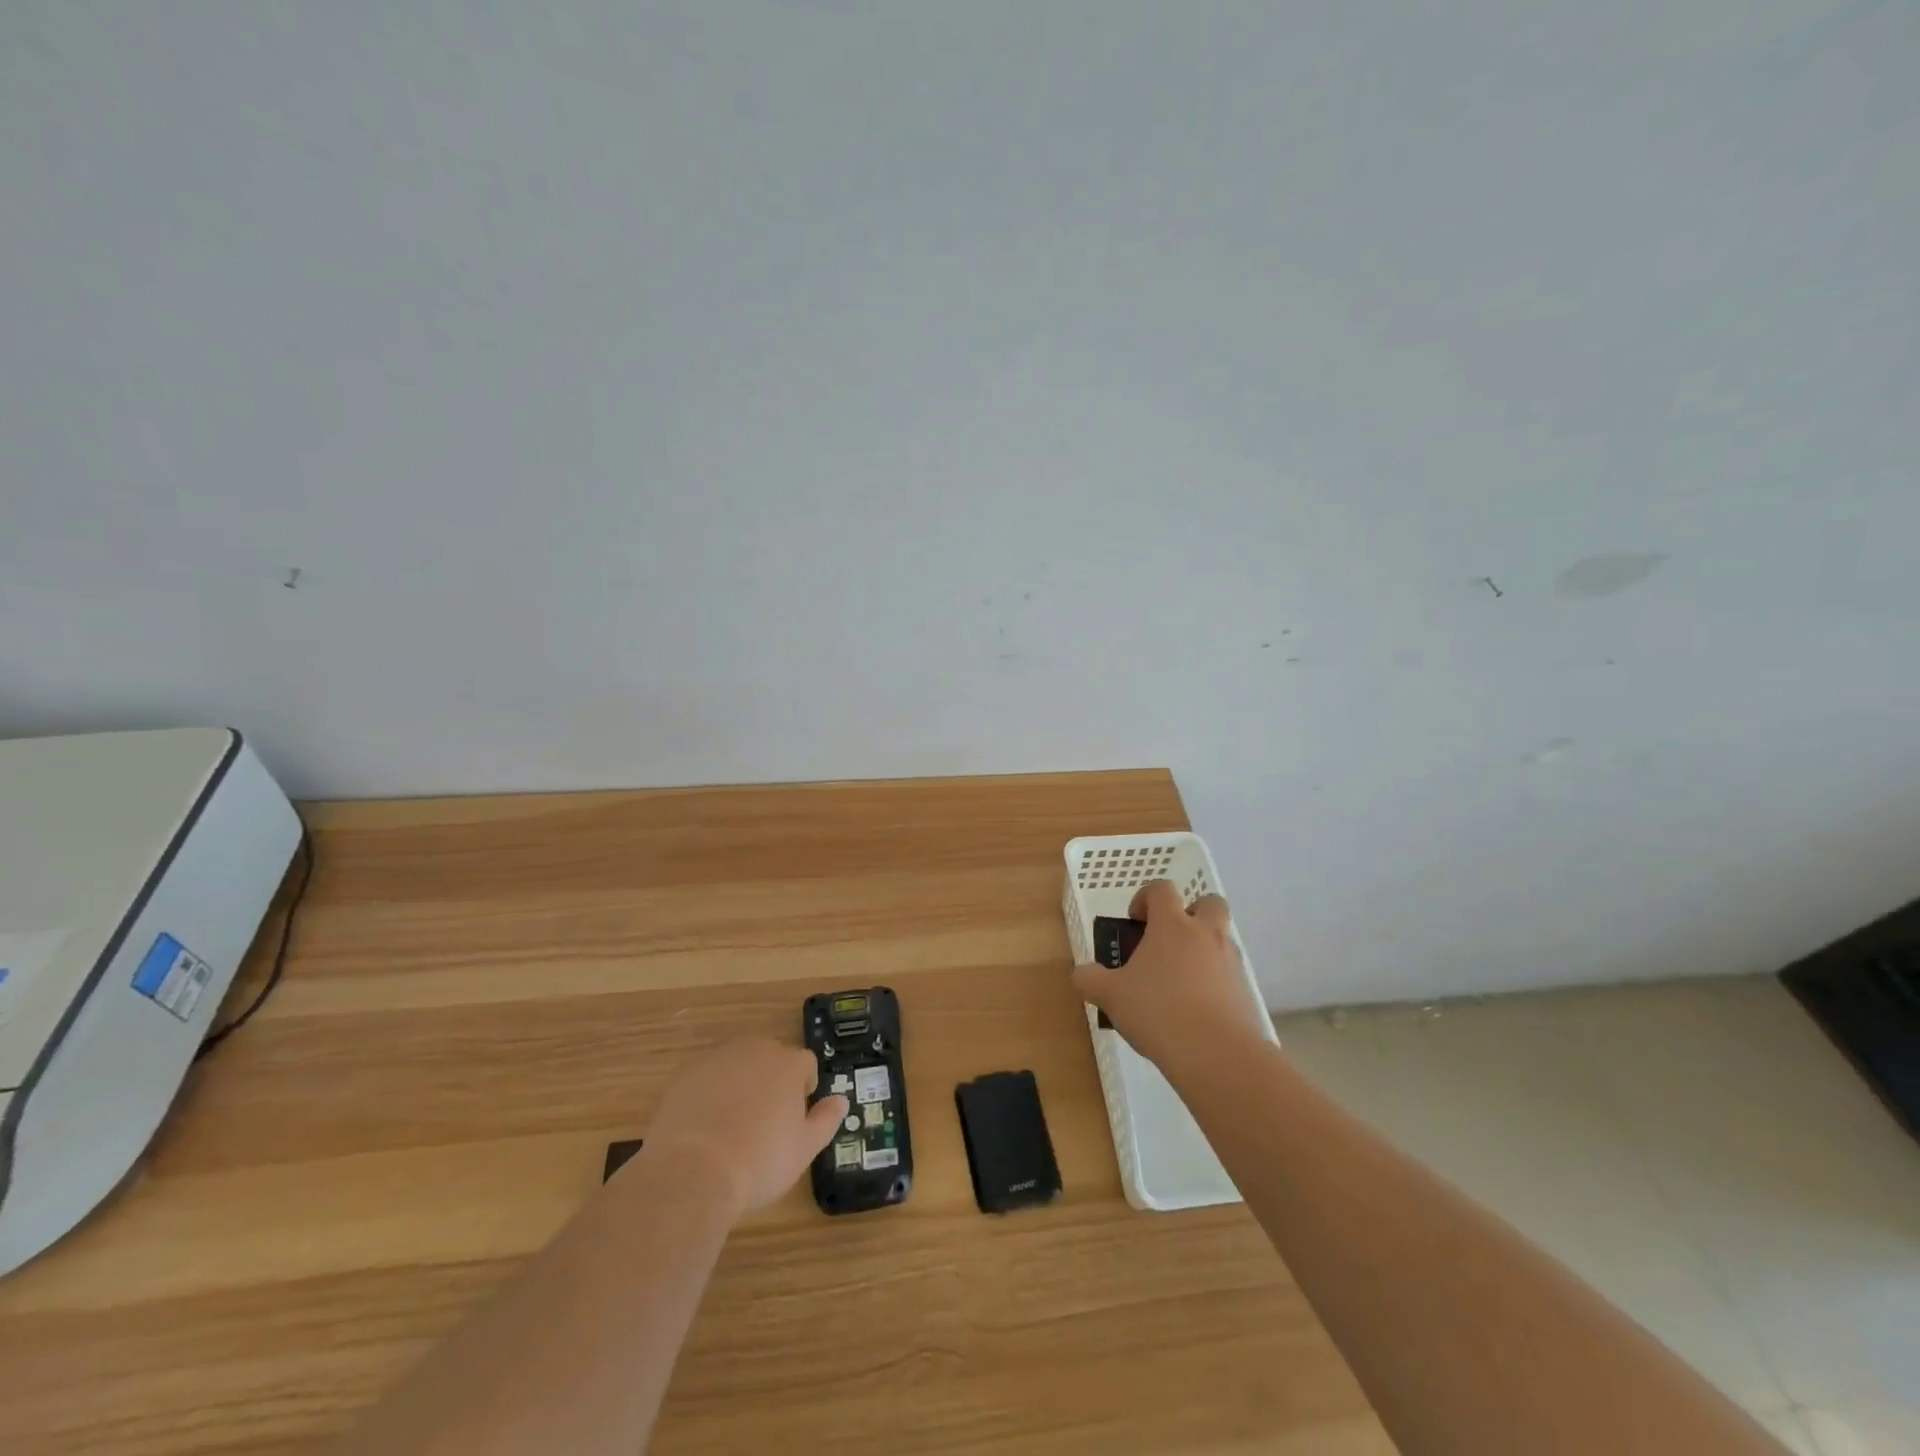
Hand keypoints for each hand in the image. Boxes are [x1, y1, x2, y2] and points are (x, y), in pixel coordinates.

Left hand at [638, 1038, 847, 1220]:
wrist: (692, 1172)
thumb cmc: (759, 1161)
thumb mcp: (805, 1149)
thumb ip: (826, 1120)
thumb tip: (841, 1100)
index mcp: (789, 1064)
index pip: (806, 1064)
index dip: (804, 1088)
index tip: (795, 1116)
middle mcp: (757, 1049)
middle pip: (771, 1057)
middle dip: (772, 1081)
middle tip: (764, 1120)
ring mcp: (719, 1057)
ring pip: (738, 1063)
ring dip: (741, 1082)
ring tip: (732, 1122)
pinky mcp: (687, 1072)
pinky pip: (708, 1075)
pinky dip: (710, 1091)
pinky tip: (704, 1123)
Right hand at [1072, 880, 1270, 1073]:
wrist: (1217, 1053)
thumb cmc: (1158, 1011)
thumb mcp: (1111, 996)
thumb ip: (1090, 980)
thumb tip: (1083, 973)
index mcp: (1172, 925)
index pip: (1162, 889)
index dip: (1146, 898)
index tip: (1135, 921)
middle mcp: (1206, 934)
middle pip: (1208, 902)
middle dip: (1191, 913)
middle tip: (1169, 939)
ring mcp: (1230, 962)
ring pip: (1221, 939)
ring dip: (1202, 949)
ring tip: (1177, 982)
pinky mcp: (1245, 991)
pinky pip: (1228, 974)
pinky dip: (1213, 981)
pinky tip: (1194, 1010)